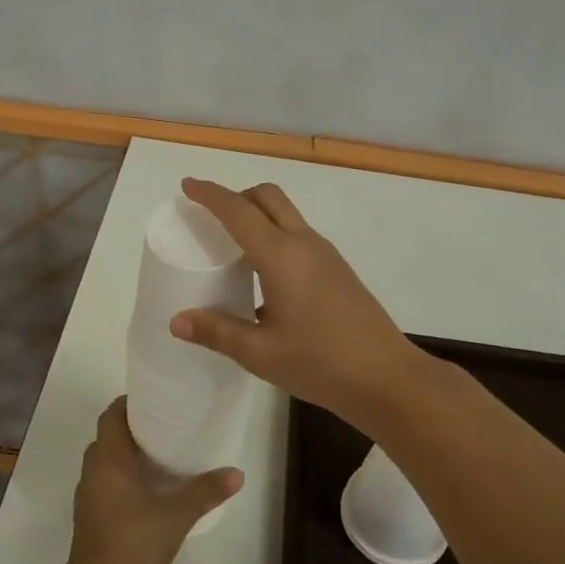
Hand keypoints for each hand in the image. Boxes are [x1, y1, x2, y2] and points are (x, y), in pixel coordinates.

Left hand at [68, 398, 241, 563]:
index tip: (152, 401)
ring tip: (155, 457)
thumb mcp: (177, 515)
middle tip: (161, 427)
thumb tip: (237, 473)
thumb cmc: (134, 542)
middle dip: (129, 429)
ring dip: (123, 455)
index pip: (111, 416)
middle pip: (106, 437)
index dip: (127, 404)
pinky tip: (144, 491)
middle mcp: (93, 472)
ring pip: (102, 462)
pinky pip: (103, 484)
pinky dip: (119, 478)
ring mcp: (87, 497)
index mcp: (109, 460)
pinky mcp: (89, 518)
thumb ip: (205, 492)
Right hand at [172, 178, 423, 425]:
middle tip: (210, 217)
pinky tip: (265, 275)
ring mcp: (326, 254)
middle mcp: (304, 243)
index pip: (238, 210)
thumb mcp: (260, 353)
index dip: (210, 194)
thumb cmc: (320, 363)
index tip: (187, 186)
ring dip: (258, 214)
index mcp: (280, 256)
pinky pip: (299, 235)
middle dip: (236, 196)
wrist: (387, 377)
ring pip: (286, 214)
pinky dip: (275, 234)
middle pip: (267, 197)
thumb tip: (177, 320)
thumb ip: (217, 331)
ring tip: (233, 245)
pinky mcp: (338, 269)